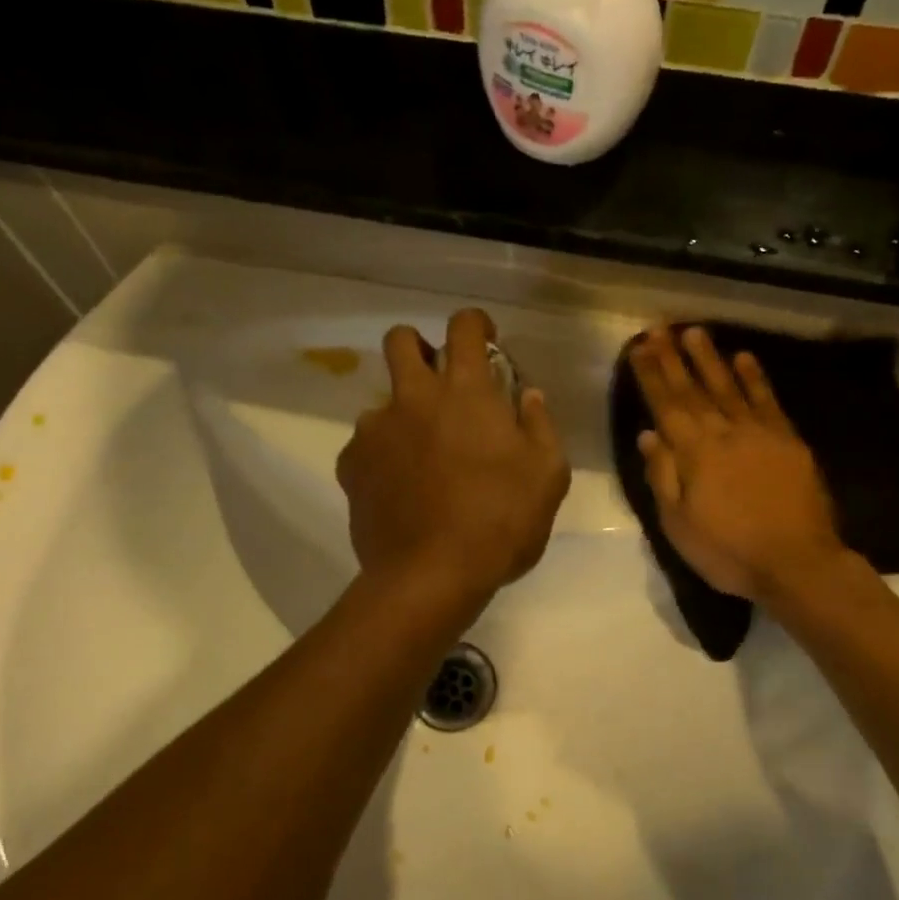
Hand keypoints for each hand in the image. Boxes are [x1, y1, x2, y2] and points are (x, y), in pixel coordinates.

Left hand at [338, 309, 570, 611]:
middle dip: (419, 347)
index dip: (475, 323)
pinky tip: (399, 488)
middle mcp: (413, 397)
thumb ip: (540, 425)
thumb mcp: (547, 475)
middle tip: (438, 382)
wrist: (430, 575)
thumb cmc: (500, 522)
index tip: (484, 340)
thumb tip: (528, 396)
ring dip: (403, 414)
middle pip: (401, 340)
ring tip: (422, 457)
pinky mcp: (351, 464)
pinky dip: (382, 456)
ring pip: (382, 400)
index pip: (464, 326)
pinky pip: (365, 445)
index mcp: (465, 392)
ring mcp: (375, 430)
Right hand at [629, 324, 846, 605]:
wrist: (797, 562)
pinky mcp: (788, 440)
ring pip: (728, 387)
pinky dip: (755, 378)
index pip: (666, 406)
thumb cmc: (728, 551)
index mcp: (693, 454)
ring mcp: (759, 433)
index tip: (639, 348)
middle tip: (659, 329)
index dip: (650, 376)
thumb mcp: (678, 524)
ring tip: (695, 332)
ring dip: (710, 359)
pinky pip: (767, 400)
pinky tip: (744, 358)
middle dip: (673, 358)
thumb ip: (662, 477)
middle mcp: (723, 433)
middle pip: (693, 390)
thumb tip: (648, 435)